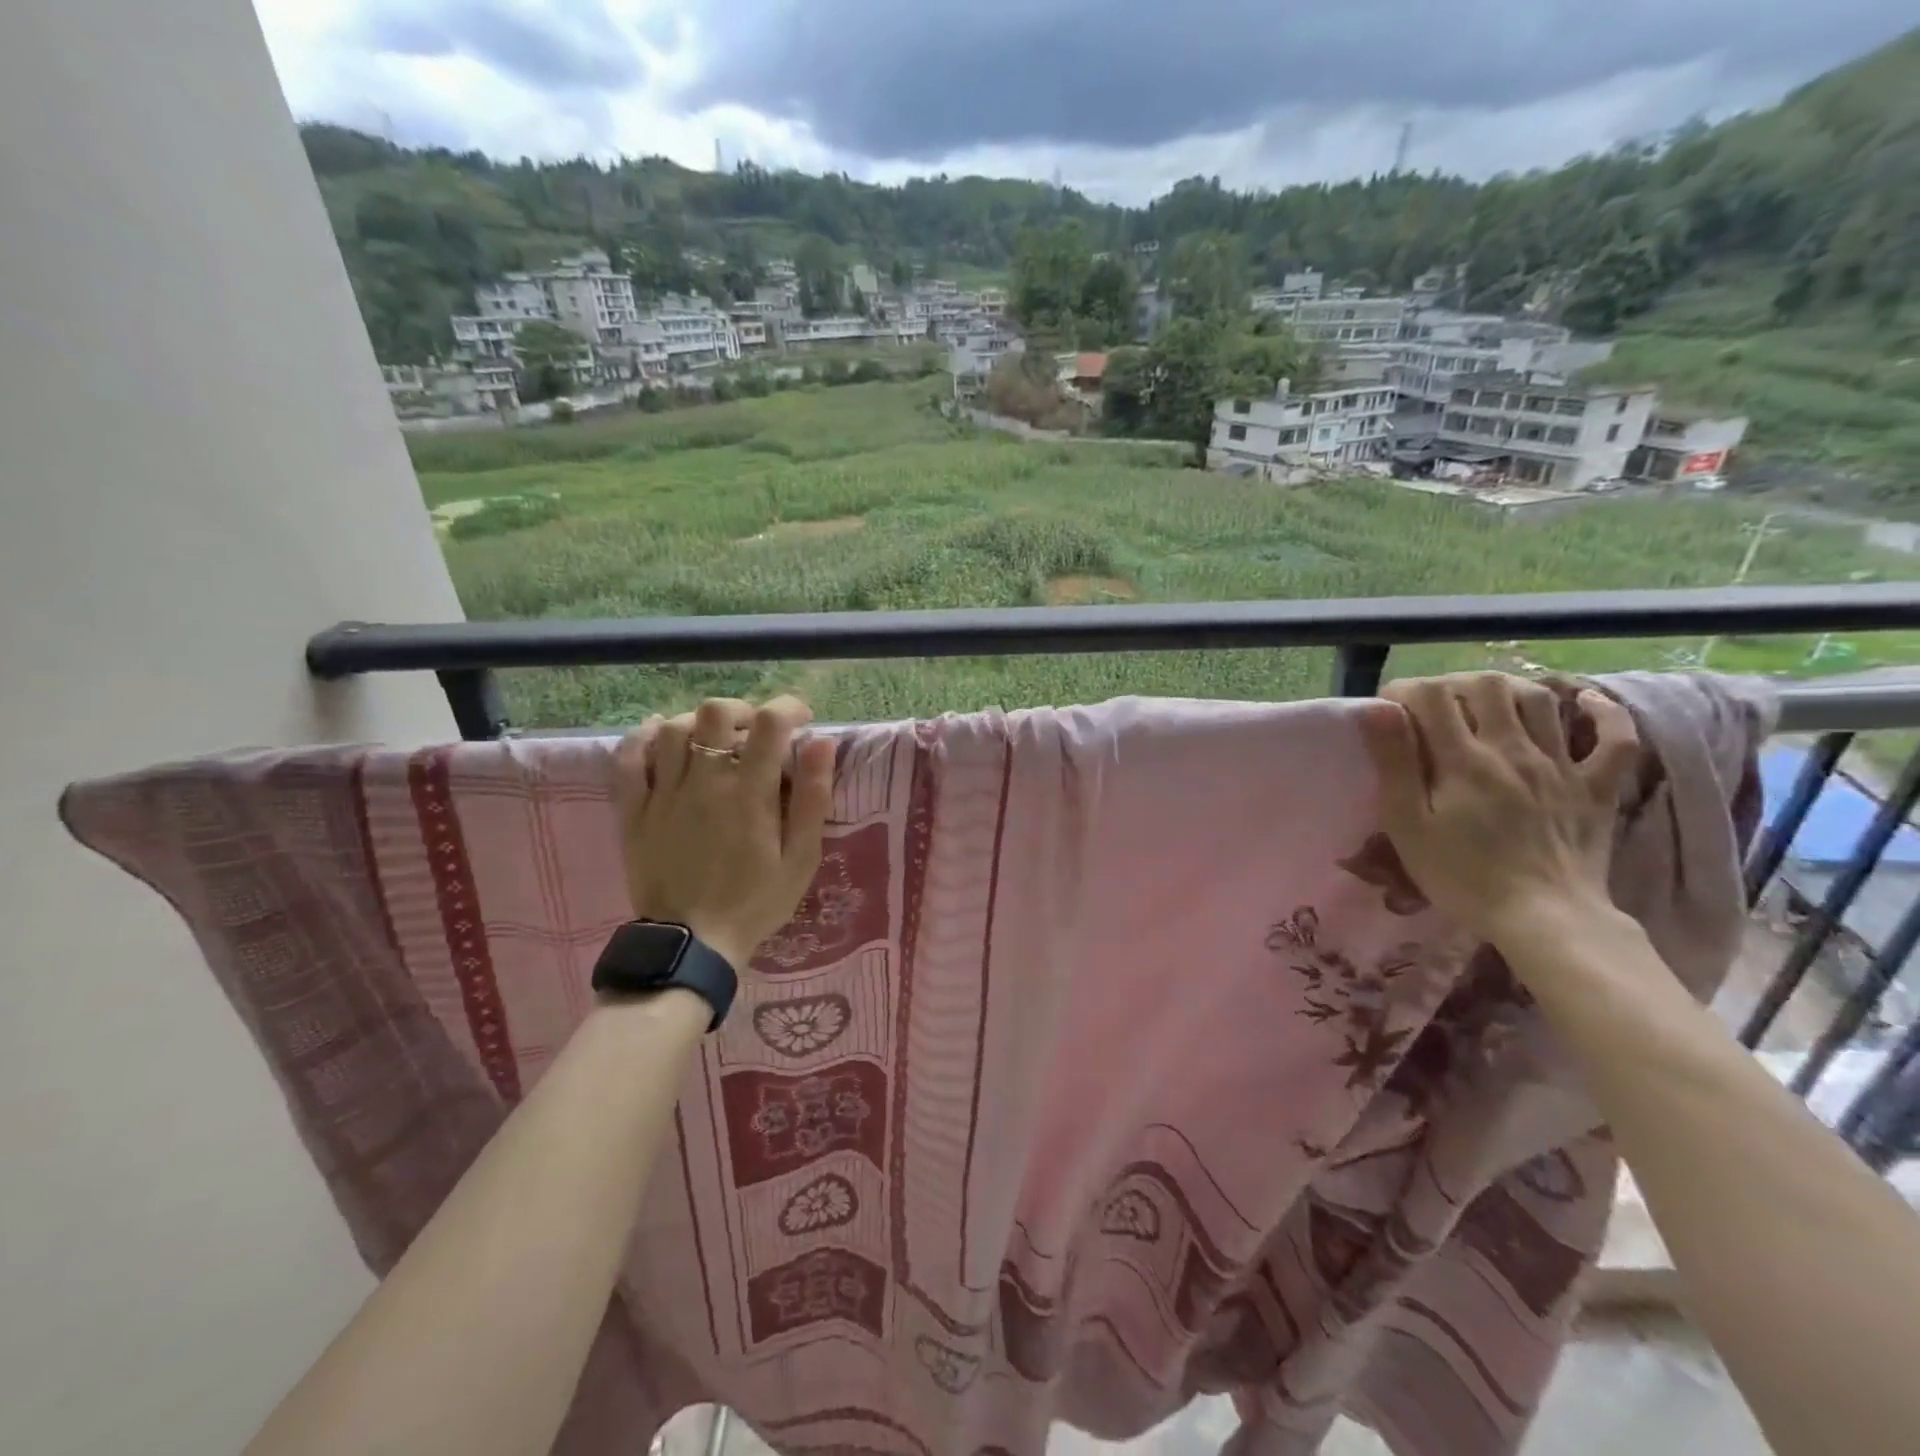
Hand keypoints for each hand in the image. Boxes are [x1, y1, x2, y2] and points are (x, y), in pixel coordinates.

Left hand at [613, 696, 835, 973]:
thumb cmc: (756, 902)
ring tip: (714, 738)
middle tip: (755, 730)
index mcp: (750, 794)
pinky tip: (658, 734)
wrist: (692, 944)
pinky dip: (641, 738)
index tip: (801, 720)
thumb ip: (814, 798)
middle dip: (742, 709)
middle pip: (714, 713)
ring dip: (698, 722)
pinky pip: (628, 760)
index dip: (789, 708)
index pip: (770, 724)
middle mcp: (705, 783)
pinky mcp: (634, 812)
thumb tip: (823, 742)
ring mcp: (664, 795)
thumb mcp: (801, 858)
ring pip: (672, 729)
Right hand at [1358, 672, 1640, 943]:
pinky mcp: (1597, 787)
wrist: (1544, 920)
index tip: (1390, 709)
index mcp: (1463, 760)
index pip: (1431, 696)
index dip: (1405, 691)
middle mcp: (1514, 749)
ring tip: (1488, 705)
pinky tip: (1583, 702)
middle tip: (1436, 706)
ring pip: (1541, 700)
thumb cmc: (1461, 875)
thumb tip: (1379, 709)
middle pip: (1487, 686)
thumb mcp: (1408, 824)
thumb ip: (1395, 763)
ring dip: (1509, 690)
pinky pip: (1615, 738)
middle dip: (1454, 684)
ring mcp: (1562, 765)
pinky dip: (1603, 713)